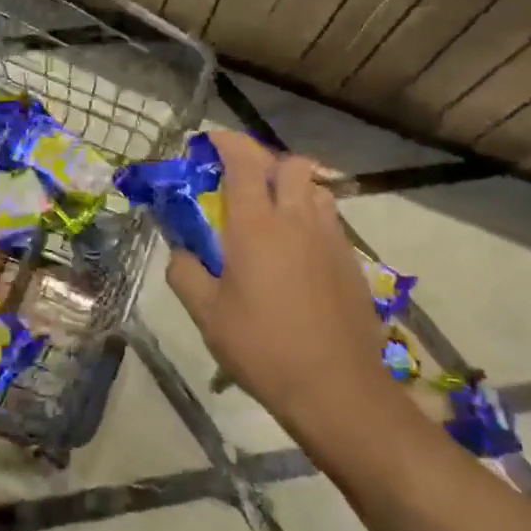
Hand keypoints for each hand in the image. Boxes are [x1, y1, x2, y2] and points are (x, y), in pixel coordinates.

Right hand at [166, 130, 388, 429]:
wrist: (337, 389)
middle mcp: (296, 220)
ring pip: (315, 189)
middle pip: (289, 164)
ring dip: (292, 187)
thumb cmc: (263, 347)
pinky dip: (310, 217)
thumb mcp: (207, 315)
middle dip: (264, 161)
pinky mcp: (351, 262)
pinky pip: (329, 220)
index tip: (210, 142)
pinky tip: (296, 251)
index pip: (244, 162)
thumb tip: (180, 250)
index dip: (227, 142)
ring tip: (272, 212)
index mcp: (256, 225)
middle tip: (241, 180)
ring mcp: (330, 239)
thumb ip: (185, 273)